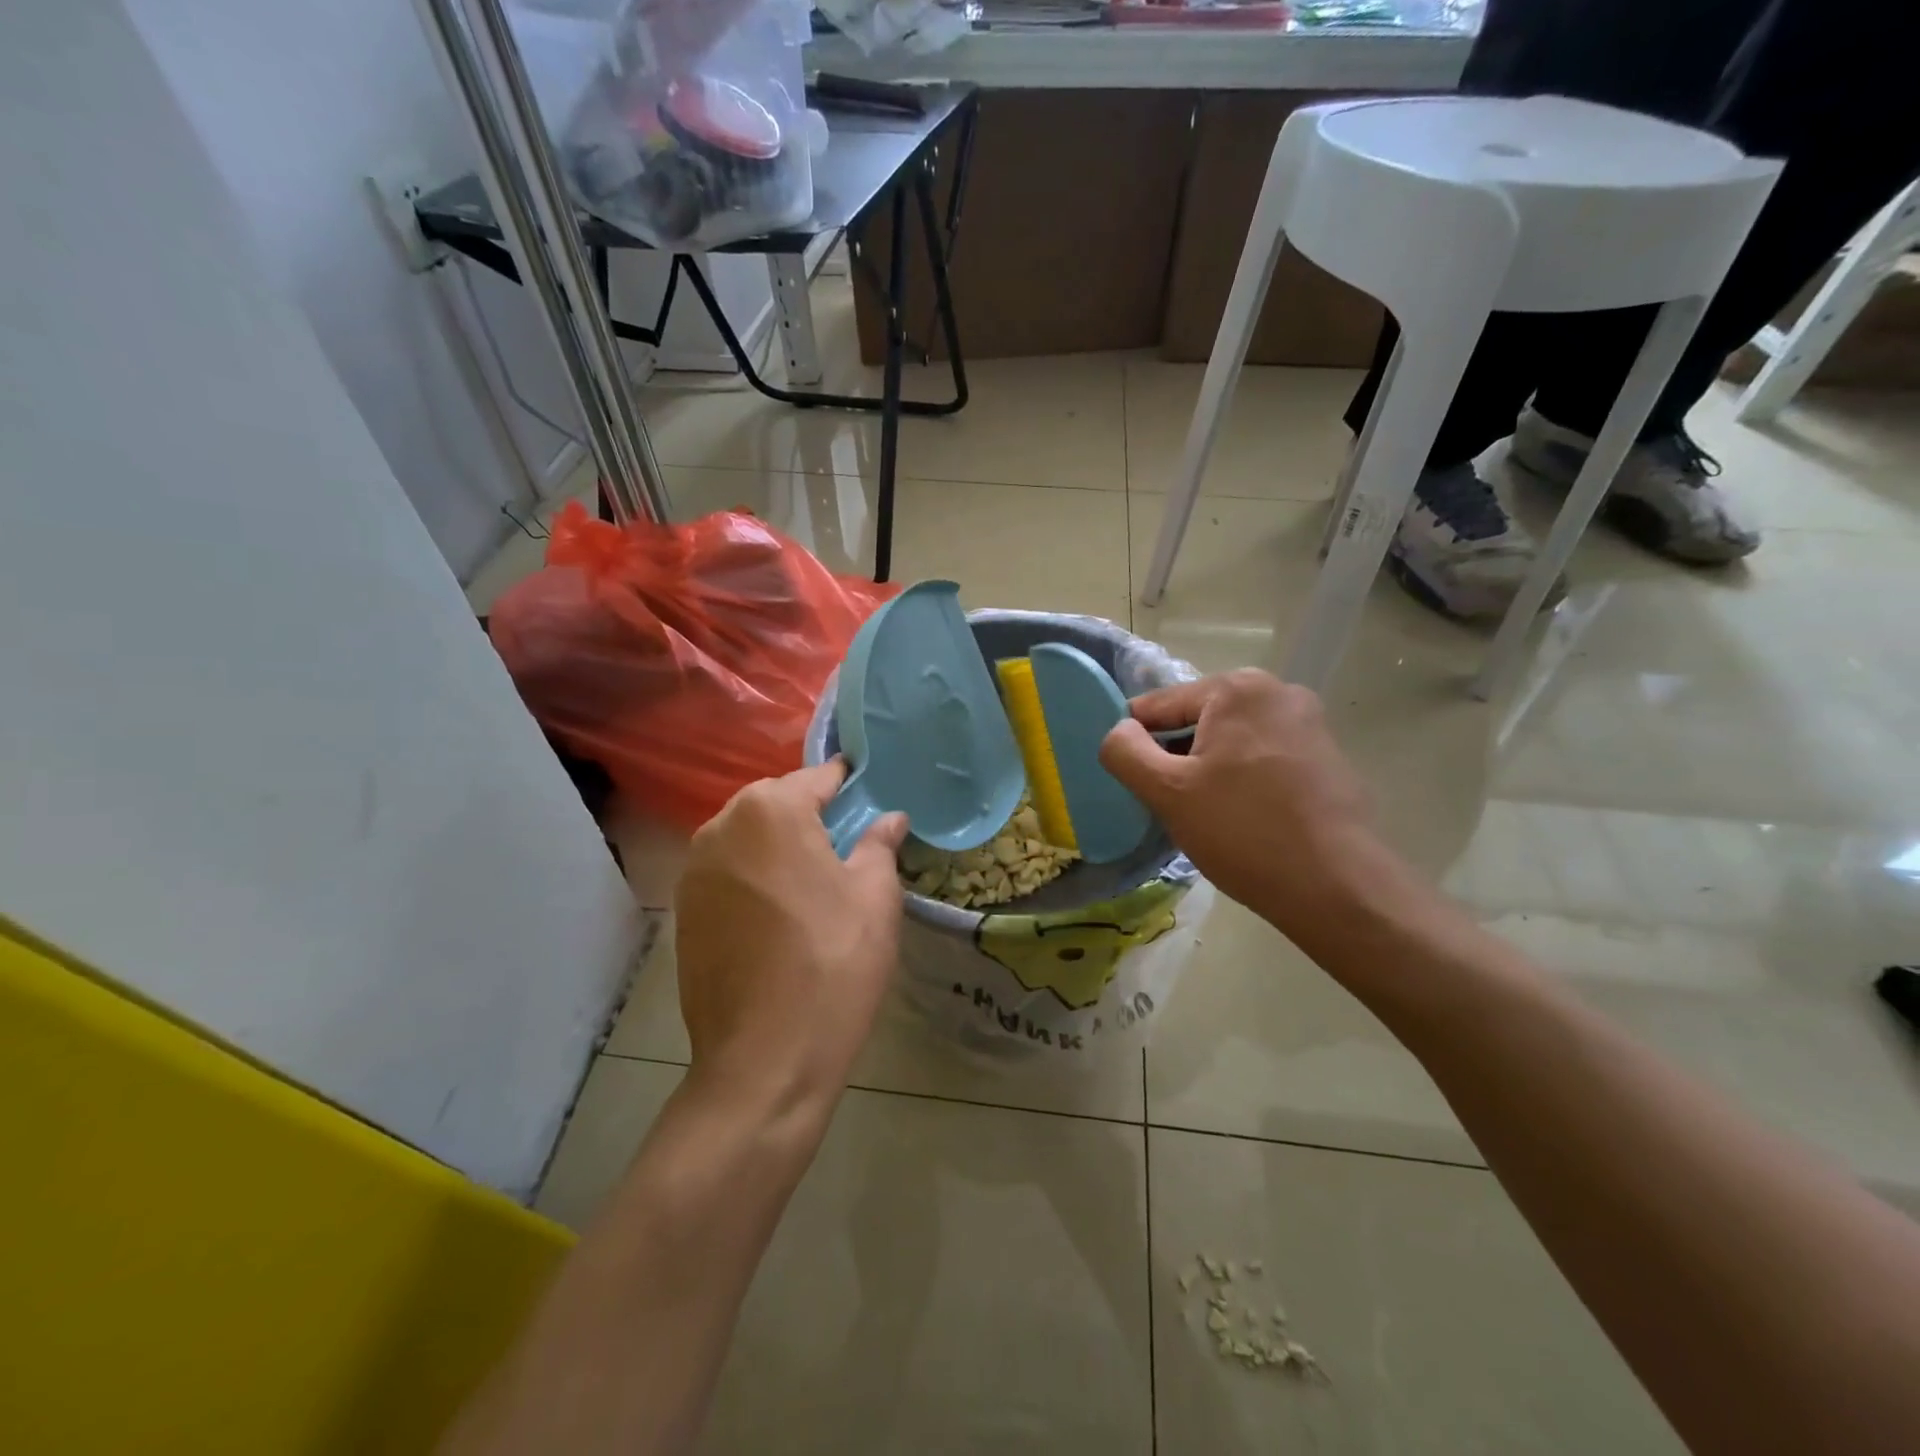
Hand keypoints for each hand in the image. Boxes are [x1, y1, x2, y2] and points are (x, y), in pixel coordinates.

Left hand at [675, 761, 908, 1119]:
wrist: (764, 1059)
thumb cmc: (833, 964)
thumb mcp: (875, 897)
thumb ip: (880, 844)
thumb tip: (889, 818)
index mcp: (770, 810)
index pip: (817, 777)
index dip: (848, 785)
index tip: (871, 795)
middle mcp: (721, 827)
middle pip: (777, 803)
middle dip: (811, 815)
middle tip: (849, 845)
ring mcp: (694, 871)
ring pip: (748, 838)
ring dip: (780, 847)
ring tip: (815, 880)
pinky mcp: (683, 911)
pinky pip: (728, 873)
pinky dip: (755, 877)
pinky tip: (781, 914)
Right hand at [1099, 669, 1397, 942]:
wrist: (1336, 887)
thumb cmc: (1242, 831)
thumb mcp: (1167, 791)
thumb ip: (1125, 751)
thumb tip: (1120, 732)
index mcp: (1237, 688)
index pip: (1158, 705)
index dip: (1137, 745)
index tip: (1138, 785)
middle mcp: (1278, 691)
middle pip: (1197, 720)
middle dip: (1177, 758)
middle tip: (1173, 804)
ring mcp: (1310, 723)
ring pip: (1230, 741)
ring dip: (1209, 770)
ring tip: (1208, 816)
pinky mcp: (1327, 757)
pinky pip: (1263, 758)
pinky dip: (1243, 780)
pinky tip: (1244, 819)